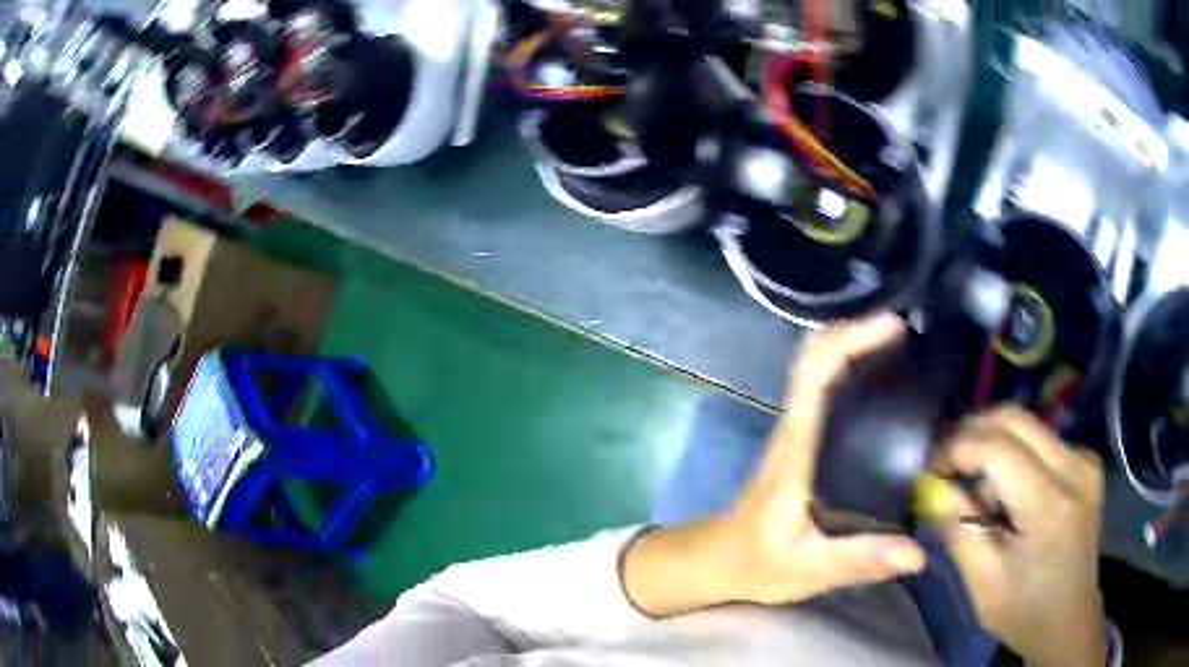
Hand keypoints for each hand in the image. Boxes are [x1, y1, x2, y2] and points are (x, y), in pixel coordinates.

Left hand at [622, 314, 926, 616]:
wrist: (717, 561)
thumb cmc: (754, 563)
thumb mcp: (806, 570)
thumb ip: (858, 560)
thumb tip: (917, 554)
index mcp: (795, 448)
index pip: (813, 373)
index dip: (849, 339)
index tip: (893, 328)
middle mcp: (796, 429)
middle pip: (818, 359)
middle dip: (862, 335)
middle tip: (915, 338)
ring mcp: (798, 434)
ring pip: (823, 372)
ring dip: (862, 351)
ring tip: (914, 356)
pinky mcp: (805, 445)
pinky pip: (830, 396)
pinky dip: (859, 377)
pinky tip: (893, 394)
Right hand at [932, 406, 1107, 666]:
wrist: (1069, 617)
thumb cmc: (1024, 611)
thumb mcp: (983, 583)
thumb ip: (959, 530)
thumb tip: (931, 486)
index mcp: (1050, 505)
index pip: (997, 446)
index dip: (957, 448)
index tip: (930, 471)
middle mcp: (1074, 467)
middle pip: (1014, 418)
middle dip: (972, 434)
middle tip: (946, 468)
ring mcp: (1084, 460)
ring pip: (1026, 425)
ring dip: (993, 448)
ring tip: (981, 495)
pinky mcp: (1085, 461)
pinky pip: (1040, 440)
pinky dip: (1014, 457)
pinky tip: (1010, 495)